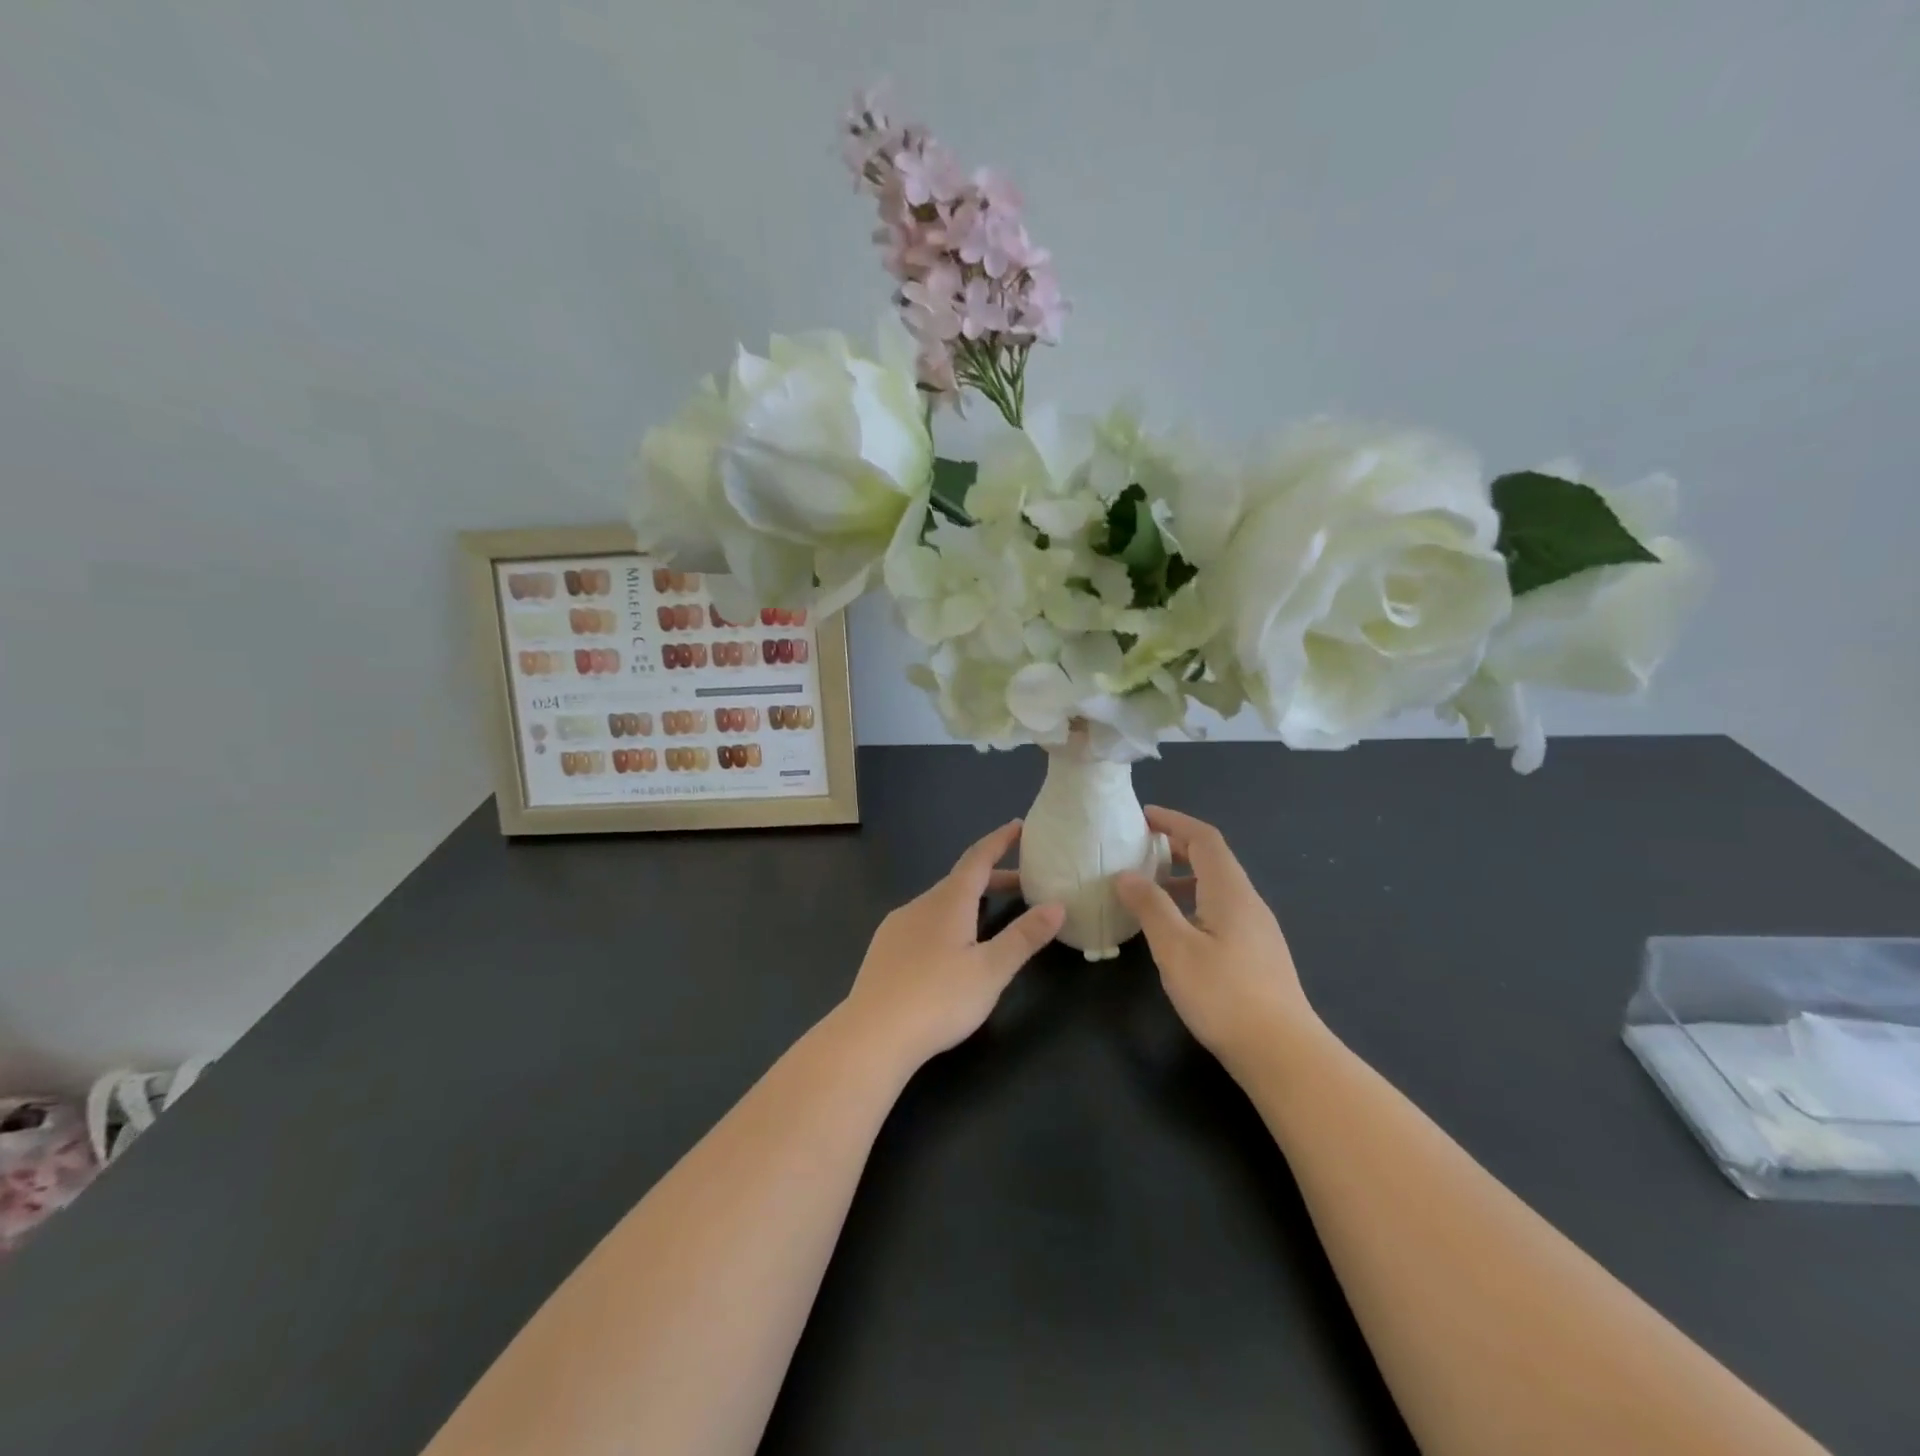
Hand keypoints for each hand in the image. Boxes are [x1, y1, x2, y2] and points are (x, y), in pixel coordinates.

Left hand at [841, 820, 1064, 1070]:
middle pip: (960, 881)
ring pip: (940, 902)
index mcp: (948, 902)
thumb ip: (1024, 937)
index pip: (977, 859)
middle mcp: (920, 905)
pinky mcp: (884, 950)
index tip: (1019, 825)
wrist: (871, 1035)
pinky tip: (950, 948)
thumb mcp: (991, 970)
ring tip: (992, 916)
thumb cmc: (938, 999)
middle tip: (1024, 885)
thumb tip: (1057, 905)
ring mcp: (897, 926)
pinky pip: (922, 921)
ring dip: (969, 901)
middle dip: (993, 878)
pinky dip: (947, 920)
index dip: (999, 841)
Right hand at [1116, 806, 1317, 1068]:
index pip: (1204, 838)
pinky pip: (1221, 910)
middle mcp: (1248, 902)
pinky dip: (1193, 903)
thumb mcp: (1175, 948)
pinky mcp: (1257, 953)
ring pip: (1216, 887)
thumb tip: (1126, 875)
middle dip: (1175, 847)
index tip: (1142, 817)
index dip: (1173, 822)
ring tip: (1147, 889)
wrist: (1283, 1053)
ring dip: (1182, 877)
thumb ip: (1150, 906)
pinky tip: (1174, 929)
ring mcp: (1257, 929)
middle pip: (1212, 859)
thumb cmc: (1224, 995)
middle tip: (1137, 850)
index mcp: (1230, 891)